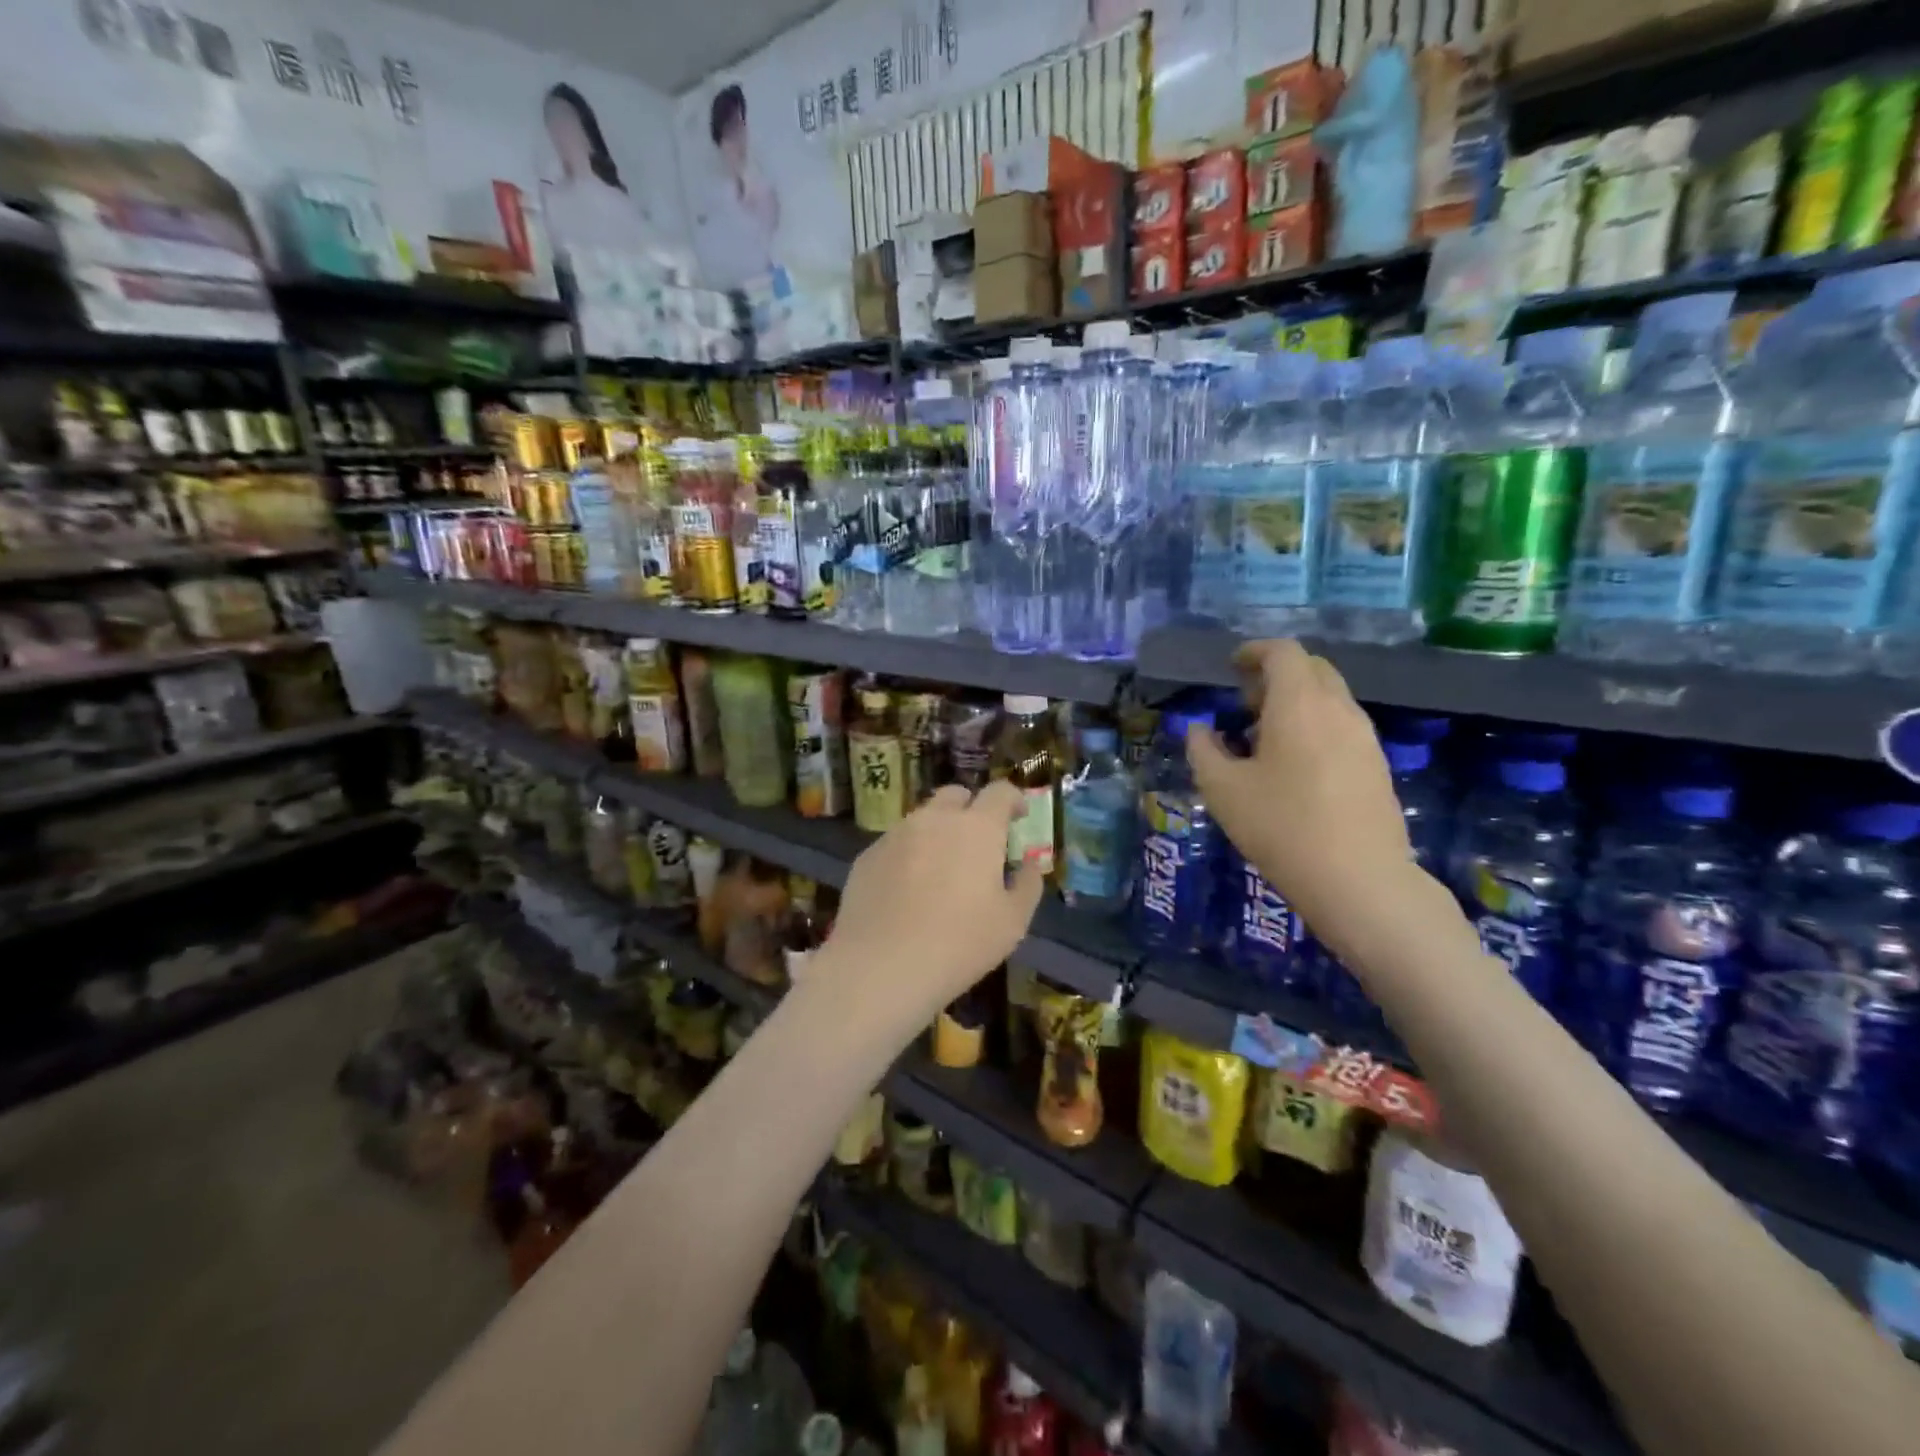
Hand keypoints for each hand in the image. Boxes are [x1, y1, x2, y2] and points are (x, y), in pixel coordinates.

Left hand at [811, 781, 1045, 1041]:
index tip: (1019, 817)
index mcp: (977, 828)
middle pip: (956, 795)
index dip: (1014, 799)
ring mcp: (896, 834)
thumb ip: (1027, 884)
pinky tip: (908, 892)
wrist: (880, 967)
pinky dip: (909, 855)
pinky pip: (896, 844)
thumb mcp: (1012, 922)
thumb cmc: (959, 944)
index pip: (1000, 792)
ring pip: (923, 819)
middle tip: (979, 843)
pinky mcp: (867, 855)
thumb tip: (1029, 863)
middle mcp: (934, 819)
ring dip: (938, 832)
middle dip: (971, 809)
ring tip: (941, 871)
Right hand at [1186, 640, 1413, 955]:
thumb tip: (1200, 730)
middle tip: (1244, 702)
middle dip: (1276, 674)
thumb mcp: (1223, 790)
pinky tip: (1294, 764)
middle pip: (1311, 668)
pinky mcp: (1377, 764)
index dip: (1254, 651)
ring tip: (1264, 736)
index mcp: (1299, 704)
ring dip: (1296, 701)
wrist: (1360, 881)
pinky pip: (1341, 725)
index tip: (1231, 667)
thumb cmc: (1281, 827)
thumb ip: (1204, 750)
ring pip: (1330, 697)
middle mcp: (1338, 709)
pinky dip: (1315, 724)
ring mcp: (1364, 737)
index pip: (1283, 652)